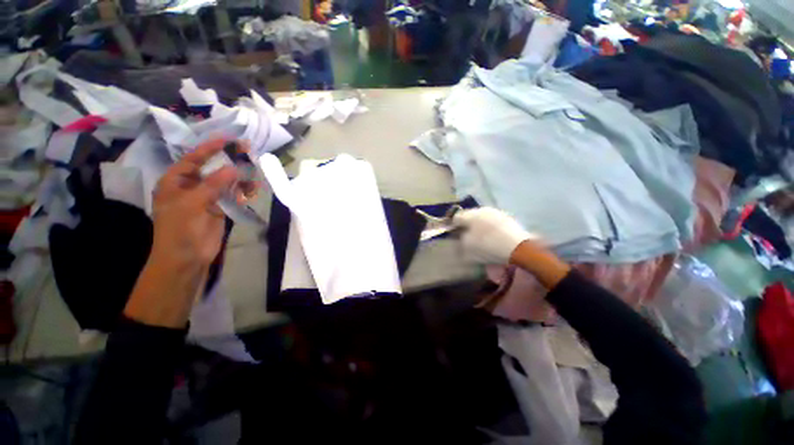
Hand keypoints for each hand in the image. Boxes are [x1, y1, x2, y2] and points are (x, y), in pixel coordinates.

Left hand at [124, 138, 245, 327]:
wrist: (186, 258)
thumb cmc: (179, 229)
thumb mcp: (192, 204)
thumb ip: (213, 185)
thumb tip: (234, 168)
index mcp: (176, 181)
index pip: (194, 159)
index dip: (210, 148)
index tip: (228, 139)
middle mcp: (192, 186)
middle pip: (212, 168)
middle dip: (229, 160)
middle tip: (247, 151)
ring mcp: (207, 198)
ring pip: (226, 182)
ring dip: (240, 176)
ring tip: (255, 170)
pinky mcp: (220, 209)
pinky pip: (233, 195)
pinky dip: (243, 191)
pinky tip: (254, 188)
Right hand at [453, 207, 533, 264]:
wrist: (519, 248)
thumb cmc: (488, 247)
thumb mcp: (468, 247)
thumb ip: (461, 240)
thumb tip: (461, 236)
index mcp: (470, 215)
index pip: (456, 217)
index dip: (453, 226)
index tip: (454, 235)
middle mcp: (482, 209)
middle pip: (469, 216)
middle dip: (467, 225)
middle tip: (467, 236)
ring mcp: (496, 212)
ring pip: (482, 218)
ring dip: (478, 226)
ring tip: (481, 238)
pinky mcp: (507, 217)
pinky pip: (492, 221)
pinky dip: (489, 228)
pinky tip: (492, 237)